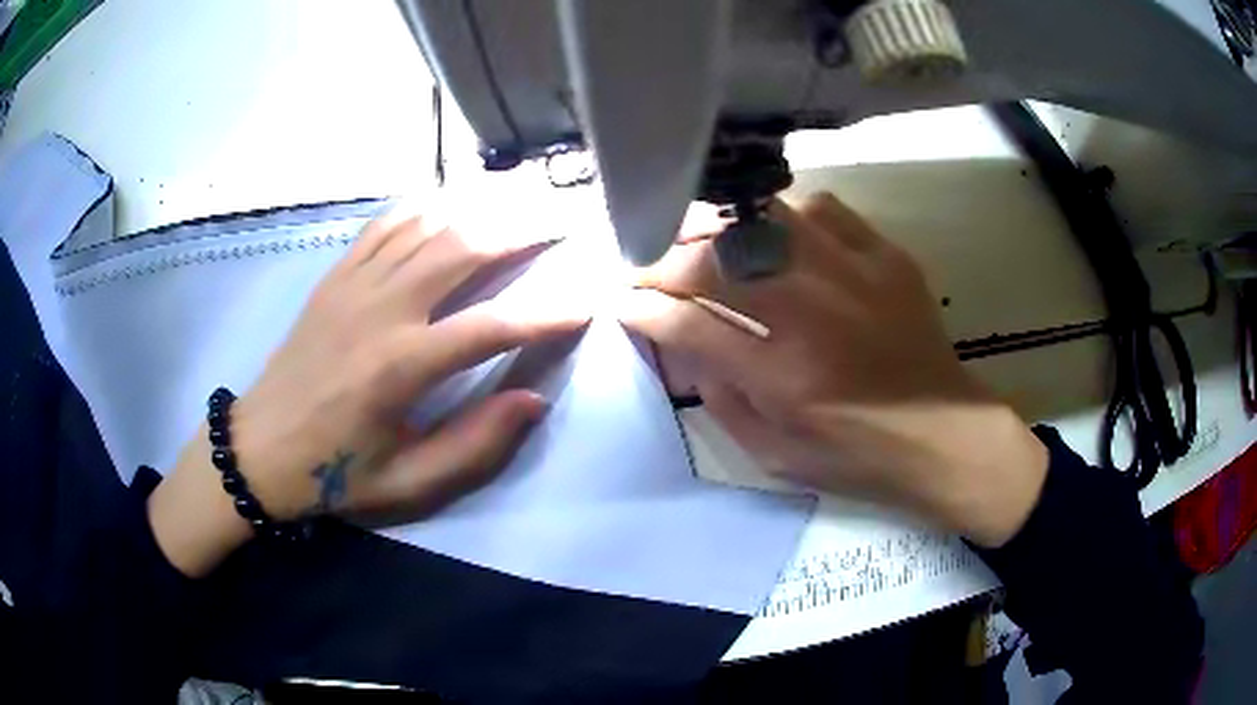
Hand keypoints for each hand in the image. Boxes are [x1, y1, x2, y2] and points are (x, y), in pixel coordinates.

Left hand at [150, 206, 589, 575]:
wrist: (260, 446)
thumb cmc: (334, 472)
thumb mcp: (407, 483)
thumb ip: (473, 445)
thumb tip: (532, 399)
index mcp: (400, 367)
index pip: (493, 326)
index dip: (548, 312)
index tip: (587, 302)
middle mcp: (381, 310)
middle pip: (463, 248)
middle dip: (523, 229)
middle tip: (563, 220)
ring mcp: (354, 285)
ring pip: (428, 225)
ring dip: (480, 207)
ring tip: (521, 200)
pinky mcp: (336, 276)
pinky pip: (386, 224)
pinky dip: (425, 206)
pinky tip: (451, 203)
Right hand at [617, 194, 1047, 546]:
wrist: (945, 434)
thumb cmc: (857, 455)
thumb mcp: (773, 454)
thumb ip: (718, 396)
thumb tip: (681, 342)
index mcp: (784, 376)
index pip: (689, 322)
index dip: (643, 307)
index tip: (622, 301)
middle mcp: (815, 313)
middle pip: (716, 260)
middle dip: (664, 260)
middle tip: (647, 265)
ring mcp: (855, 274)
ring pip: (763, 219)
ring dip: (718, 229)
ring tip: (701, 242)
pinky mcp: (886, 256)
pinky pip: (821, 209)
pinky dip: (787, 218)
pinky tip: (780, 238)